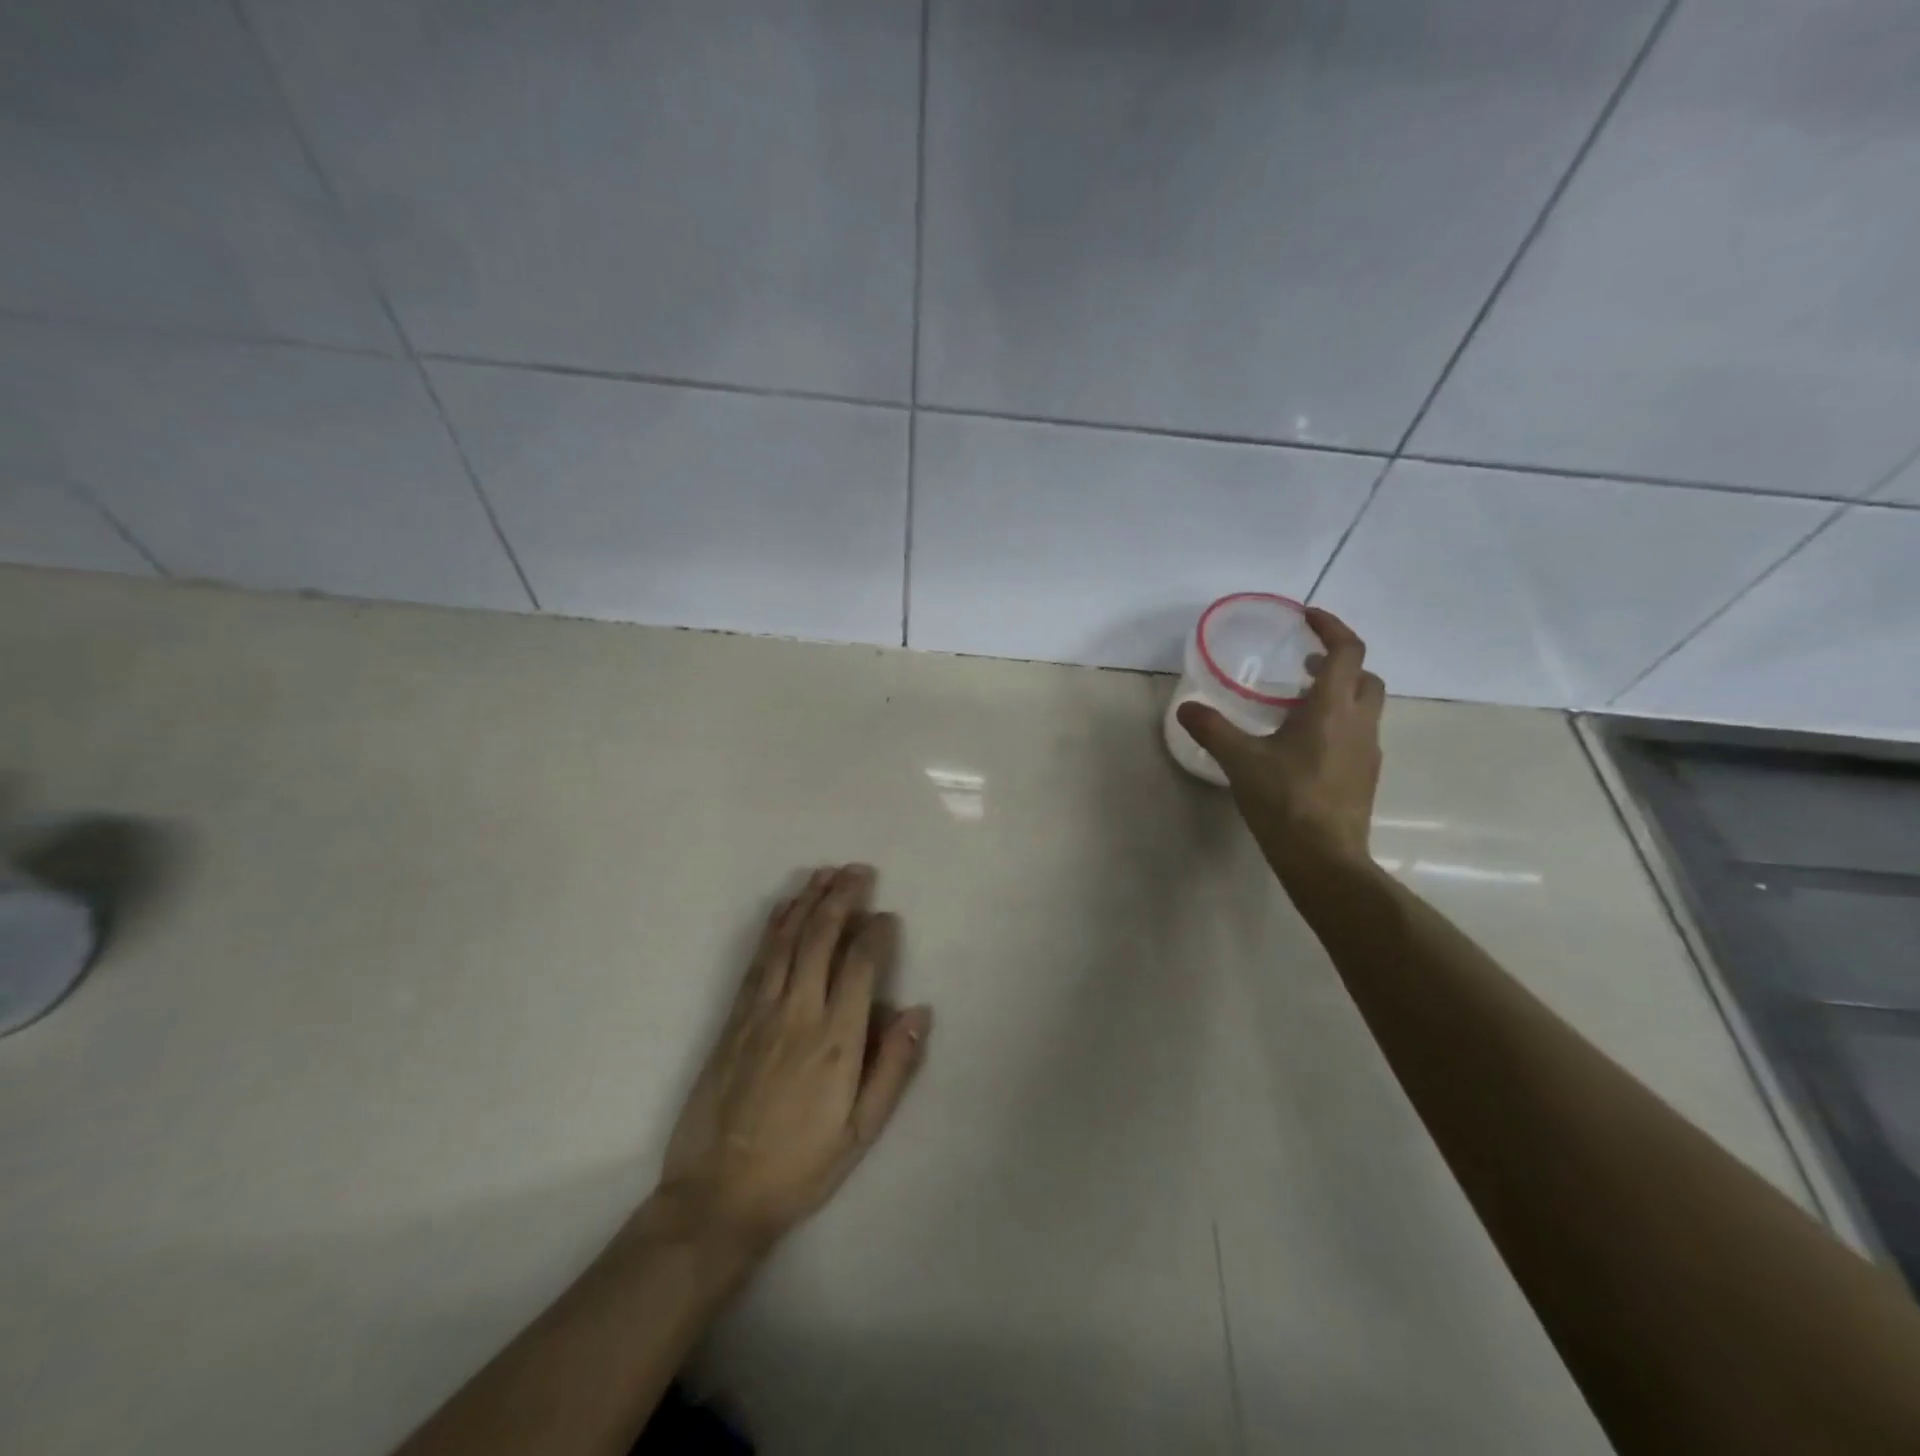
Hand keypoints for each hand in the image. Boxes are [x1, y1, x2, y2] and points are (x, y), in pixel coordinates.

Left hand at [655, 865, 931, 1256]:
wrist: (716, 1195)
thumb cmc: (799, 1167)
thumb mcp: (861, 1132)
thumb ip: (893, 1068)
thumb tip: (918, 1012)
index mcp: (835, 1039)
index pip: (860, 964)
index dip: (876, 933)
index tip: (888, 917)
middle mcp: (797, 1012)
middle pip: (821, 937)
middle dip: (842, 897)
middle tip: (858, 870)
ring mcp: (760, 1011)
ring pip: (786, 939)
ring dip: (807, 901)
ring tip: (825, 873)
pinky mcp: (733, 1018)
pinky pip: (757, 959)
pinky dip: (773, 926)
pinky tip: (784, 909)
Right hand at [1177, 606, 1384, 877]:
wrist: (1325, 858)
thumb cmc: (1286, 801)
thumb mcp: (1241, 761)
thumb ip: (1213, 729)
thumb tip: (1187, 708)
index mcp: (1333, 709)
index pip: (1348, 651)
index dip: (1331, 627)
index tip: (1308, 617)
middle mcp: (1359, 723)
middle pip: (1365, 677)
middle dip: (1339, 662)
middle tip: (1303, 665)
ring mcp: (1367, 751)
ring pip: (1365, 707)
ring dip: (1339, 694)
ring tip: (1298, 705)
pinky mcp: (1365, 776)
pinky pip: (1357, 734)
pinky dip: (1337, 724)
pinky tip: (1304, 746)